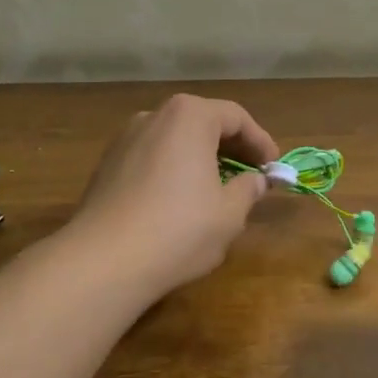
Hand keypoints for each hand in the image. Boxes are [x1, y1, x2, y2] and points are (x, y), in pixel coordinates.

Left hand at [69, 94, 280, 298]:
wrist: (104, 260)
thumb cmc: (179, 229)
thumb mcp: (229, 214)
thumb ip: (248, 190)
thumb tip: (256, 181)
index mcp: (189, 116)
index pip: (235, 117)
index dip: (260, 141)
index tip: (273, 166)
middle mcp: (154, 116)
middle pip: (202, 122)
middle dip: (230, 146)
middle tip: (250, 173)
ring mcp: (125, 139)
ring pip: (174, 140)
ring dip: (199, 157)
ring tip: (217, 187)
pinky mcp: (106, 165)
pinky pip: (151, 158)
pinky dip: (173, 169)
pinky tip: (179, 200)